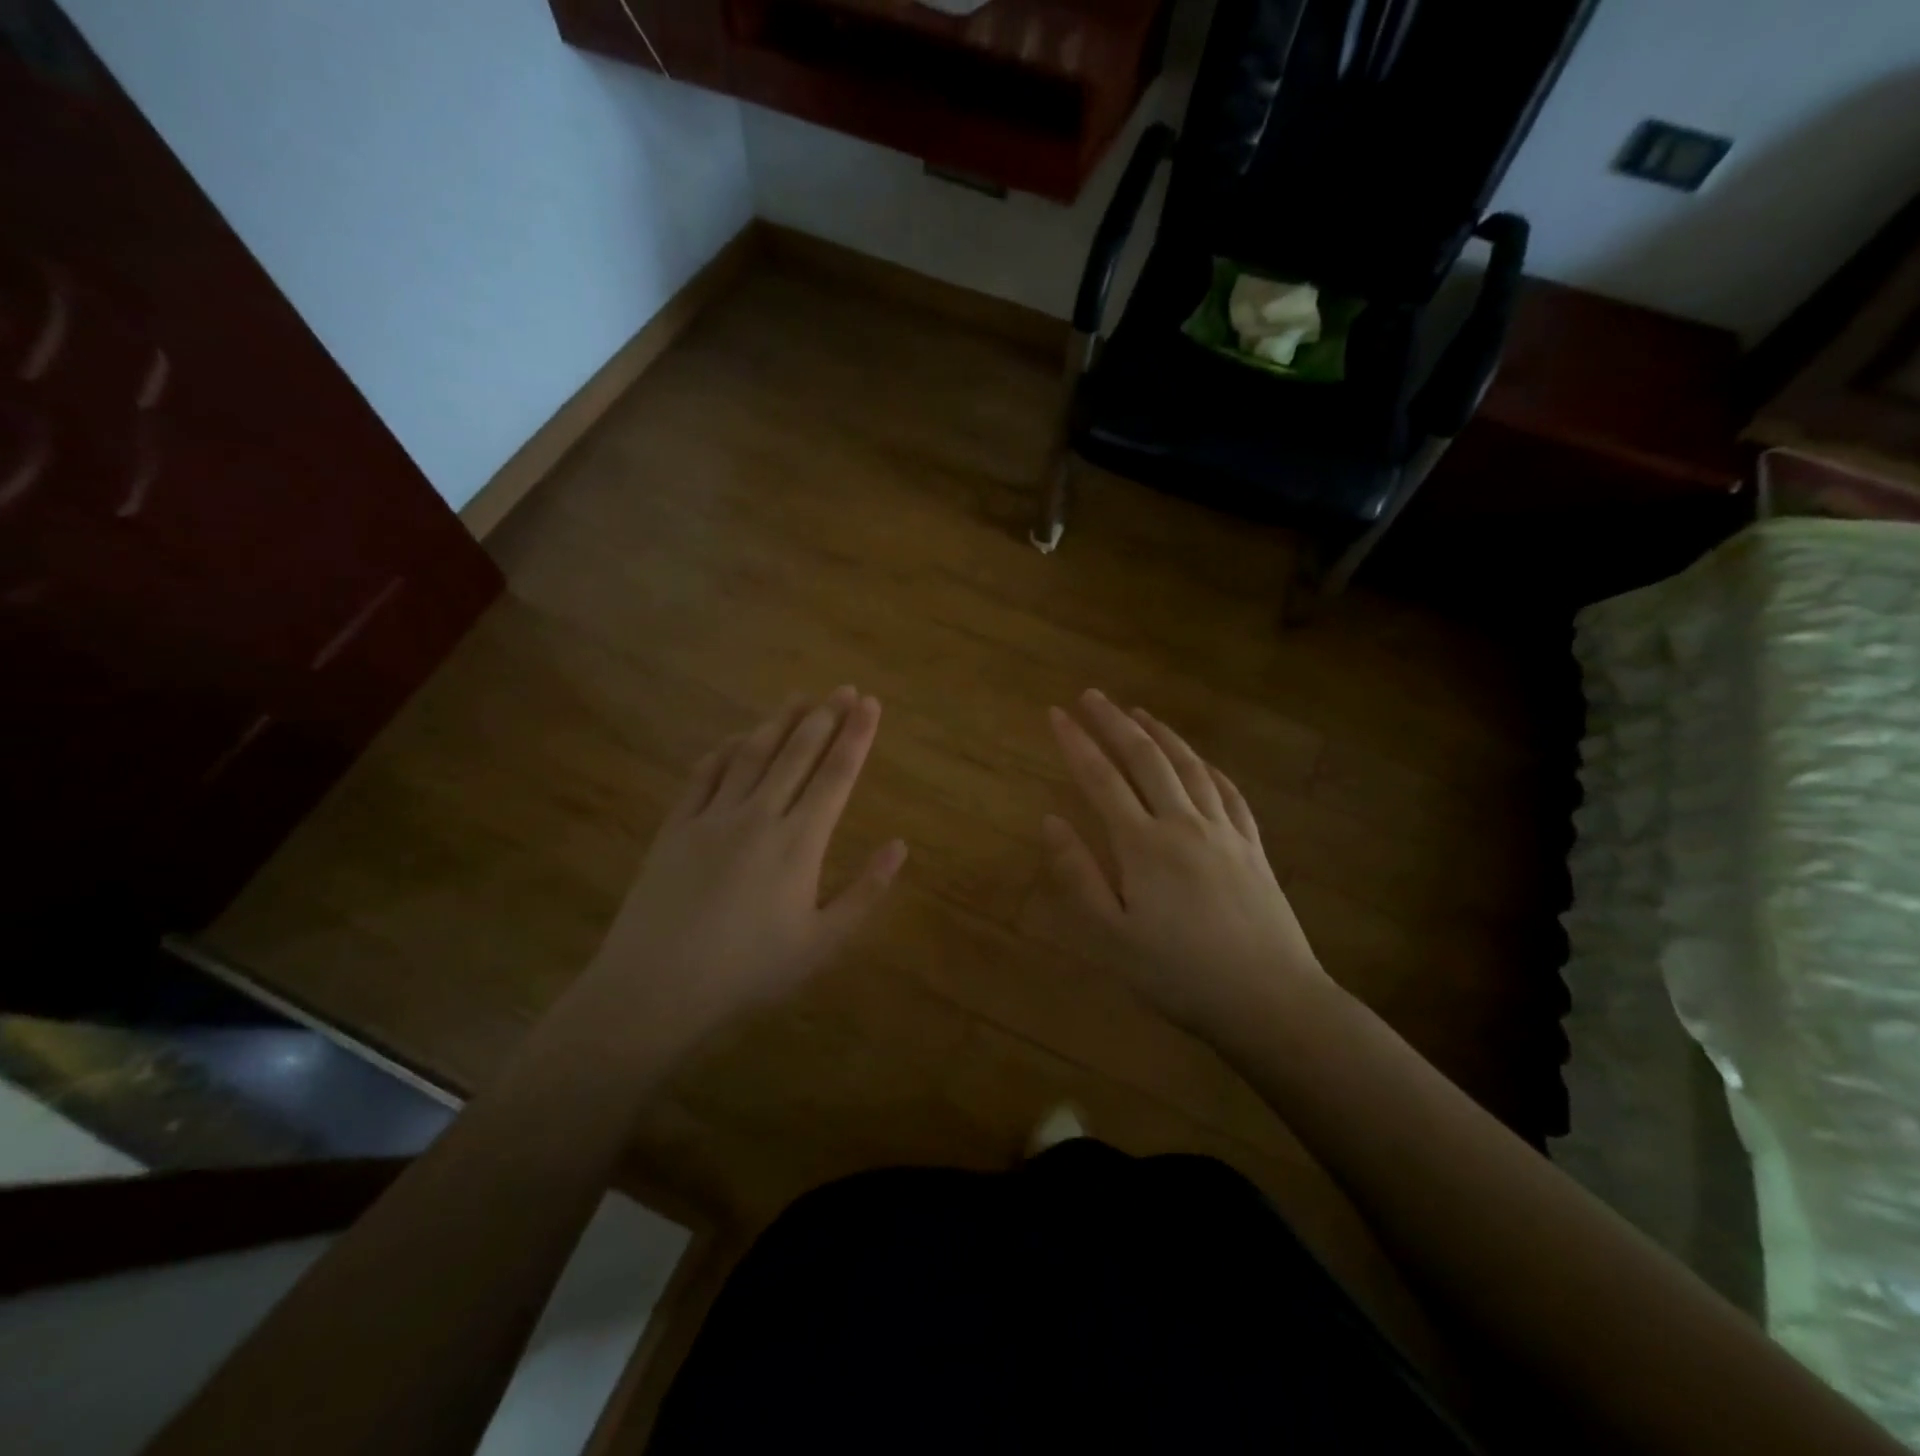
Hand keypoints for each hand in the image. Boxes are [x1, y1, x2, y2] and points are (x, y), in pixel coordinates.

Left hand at [590, 687, 906, 1041]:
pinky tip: (737, 738)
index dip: (856, 736)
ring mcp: (712, 817)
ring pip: (752, 755)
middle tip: (843, 689)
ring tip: (799, 697)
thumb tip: (900, 846)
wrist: (656, 988)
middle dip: (824, 717)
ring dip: (778, 722)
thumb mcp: (821, 943)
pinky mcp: (675, 827)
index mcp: (799, 843)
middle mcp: (759, 816)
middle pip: (797, 754)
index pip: (836, 775)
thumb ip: (865, 892)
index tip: (870, 703)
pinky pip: (704, 775)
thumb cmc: (749, 971)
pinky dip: (725, 750)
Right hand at [1042, 689, 1325, 1039]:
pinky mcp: (1253, 848)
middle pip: (1145, 759)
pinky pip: (1228, 793)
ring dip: (1161, 734)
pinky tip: (1201, 761)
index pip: (1100, 779)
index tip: (1055, 713)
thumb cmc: (1179, 974)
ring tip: (1139, 713)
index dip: (1076, 743)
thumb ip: (1078, 875)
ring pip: (1190, 767)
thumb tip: (1050, 820)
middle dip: (1114, 723)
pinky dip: (1208, 767)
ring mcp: (1224, 832)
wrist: (1269, 1000)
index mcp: (1143, 845)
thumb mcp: (1112, 936)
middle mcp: (1183, 824)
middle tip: (1091, 695)